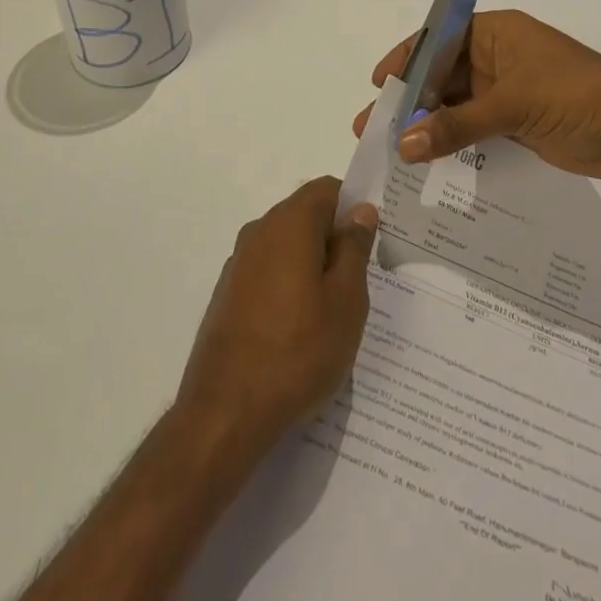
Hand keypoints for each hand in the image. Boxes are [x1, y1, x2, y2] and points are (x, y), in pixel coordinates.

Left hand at [176, 178, 377, 456]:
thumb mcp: (346, 300)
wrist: (226, 412)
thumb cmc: (298, 351)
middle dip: (335, 238)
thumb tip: (360, 211)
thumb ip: (354, 248)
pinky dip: (290, 285)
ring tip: (336, 310)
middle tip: (363, 280)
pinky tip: (303, 329)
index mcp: (288, 224)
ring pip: (287, 247)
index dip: (354, 205)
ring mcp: (238, 264)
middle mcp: (258, 232)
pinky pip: (268, 273)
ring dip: (313, 265)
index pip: (327, 189)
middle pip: (305, 216)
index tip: (374, 239)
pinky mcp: (228, 295)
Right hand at [353, 9, 600, 181]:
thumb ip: (456, 126)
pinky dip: (452, 141)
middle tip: (372, 127)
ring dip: (428, 123)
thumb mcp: (513, 105)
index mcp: (496, 34)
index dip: (406, 59)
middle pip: (443, 75)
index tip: (378, 84)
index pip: (439, 39)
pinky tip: (427, 159)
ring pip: (456, 104)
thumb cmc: (576, 95)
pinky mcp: (518, 121)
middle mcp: (498, 57)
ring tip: (393, 149)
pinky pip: (475, 128)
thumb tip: (403, 145)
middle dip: (410, 99)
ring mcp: (508, 91)